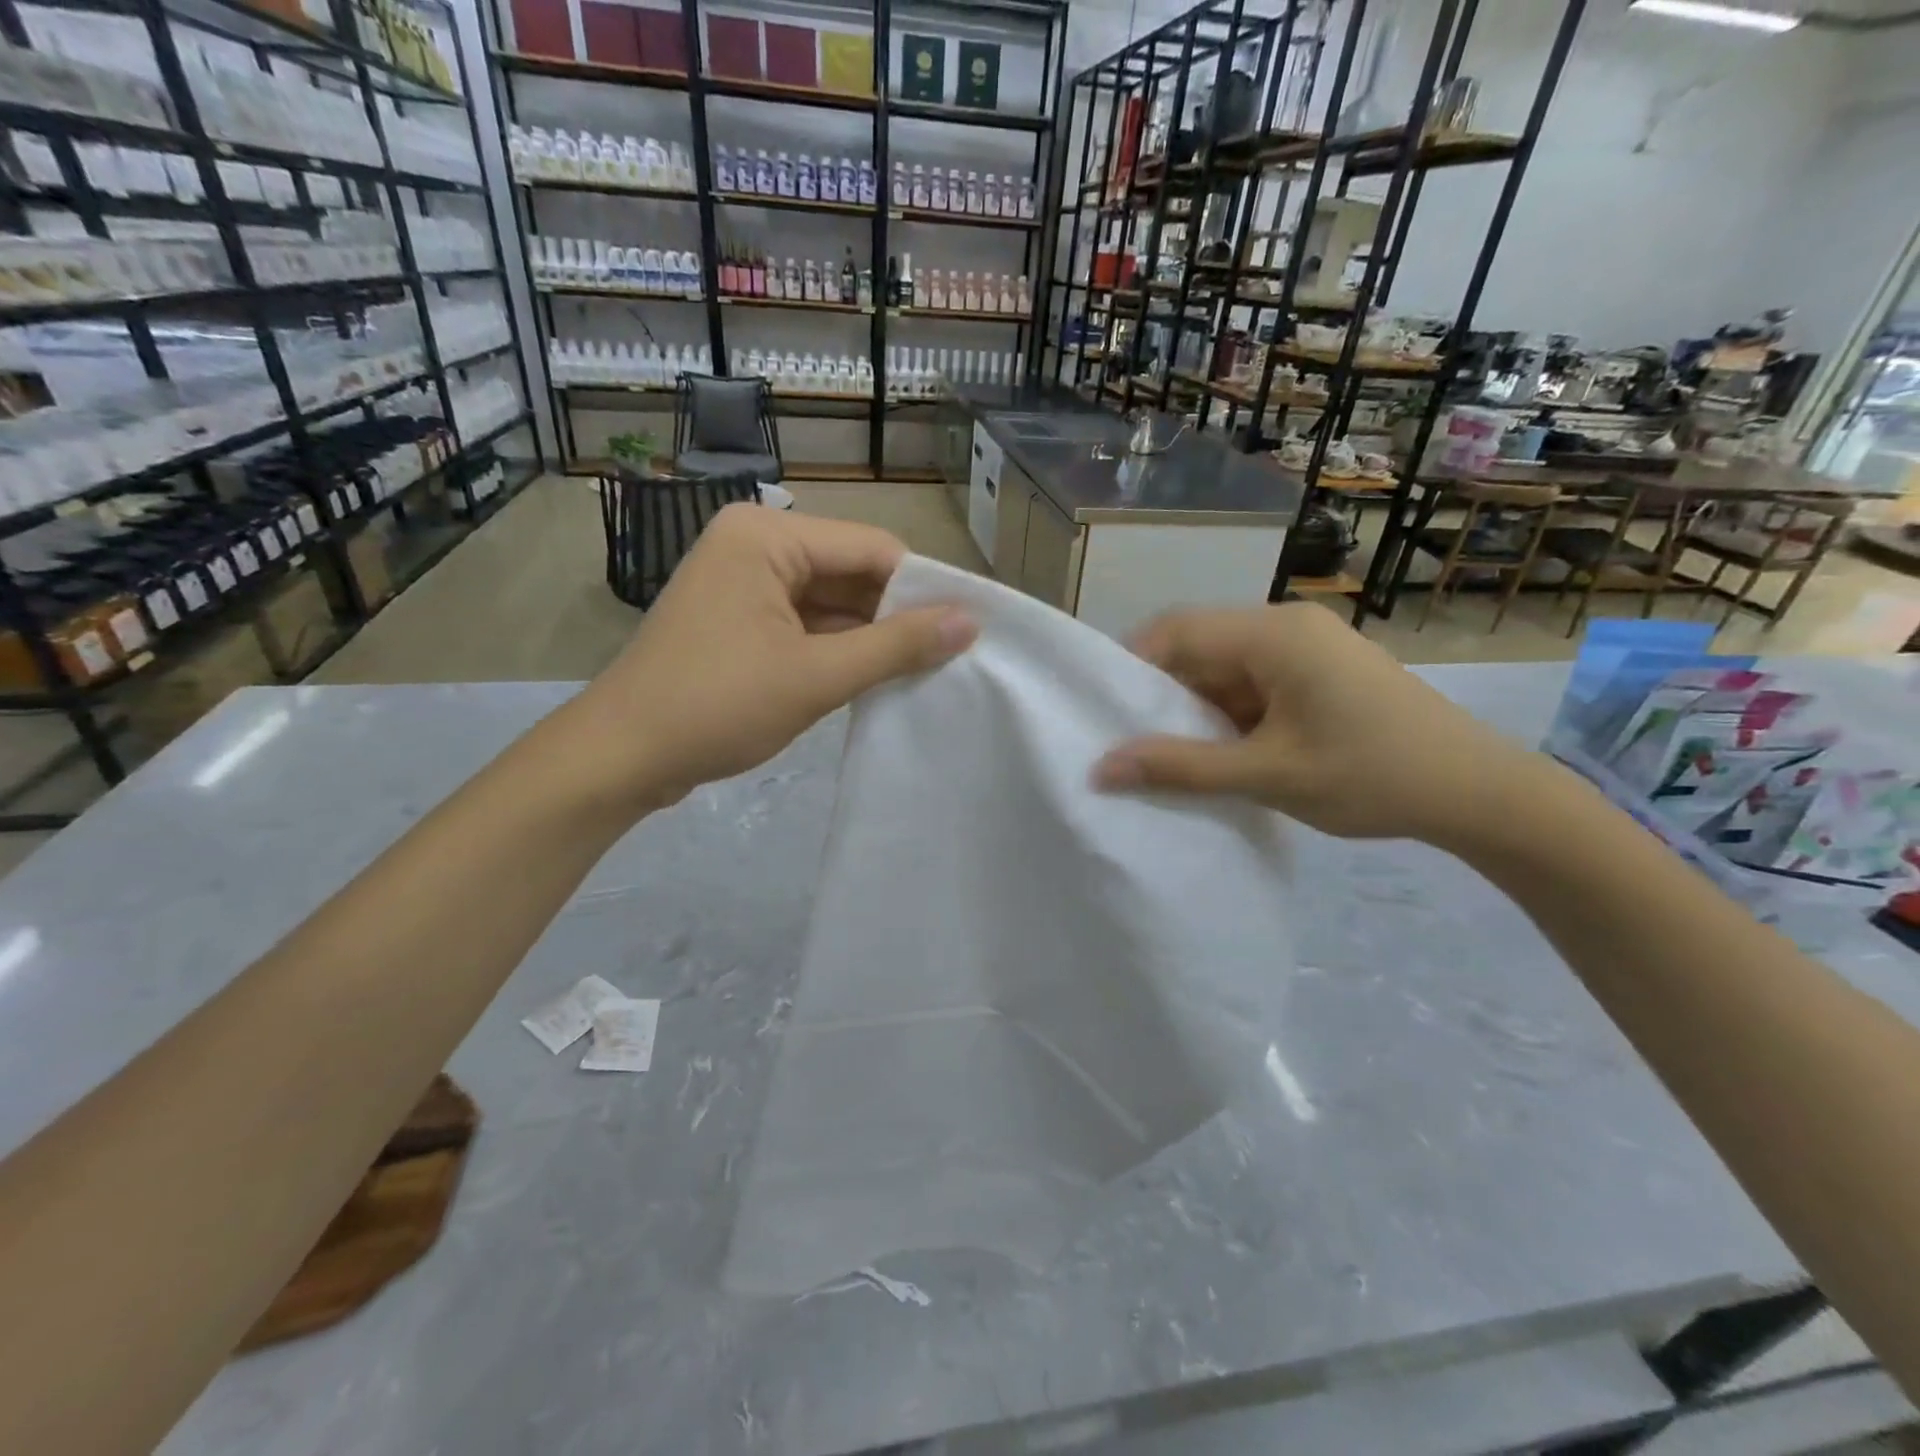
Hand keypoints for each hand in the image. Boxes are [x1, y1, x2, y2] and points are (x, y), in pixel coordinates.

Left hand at [573, 505, 974, 808]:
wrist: (621, 757)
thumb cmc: (717, 706)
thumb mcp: (816, 676)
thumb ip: (896, 646)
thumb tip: (970, 622)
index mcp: (767, 536)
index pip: (872, 548)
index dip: (924, 588)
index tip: (968, 630)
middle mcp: (755, 545)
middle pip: (851, 572)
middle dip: (896, 615)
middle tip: (952, 657)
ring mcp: (744, 583)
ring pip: (831, 601)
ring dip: (871, 637)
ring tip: (926, 671)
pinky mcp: (740, 620)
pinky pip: (806, 623)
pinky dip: (839, 649)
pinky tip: (877, 678)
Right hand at [1092, 602, 1532, 845]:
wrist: (1480, 795)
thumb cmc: (1372, 776)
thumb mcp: (1267, 774)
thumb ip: (1179, 768)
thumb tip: (1101, 769)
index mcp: (1273, 633)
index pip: (1176, 630)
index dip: (1130, 667)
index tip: (1102, 714)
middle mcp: (1286, 626)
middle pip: (1198, 648)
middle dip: (1161, 696)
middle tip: (1127, 743)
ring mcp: (1307, 649)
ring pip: (1224, 670)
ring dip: (1195, 711)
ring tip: (1166, 756)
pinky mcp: (1320, 674)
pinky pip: (1253, 685)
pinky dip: (1228, 717)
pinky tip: (1217, 755)